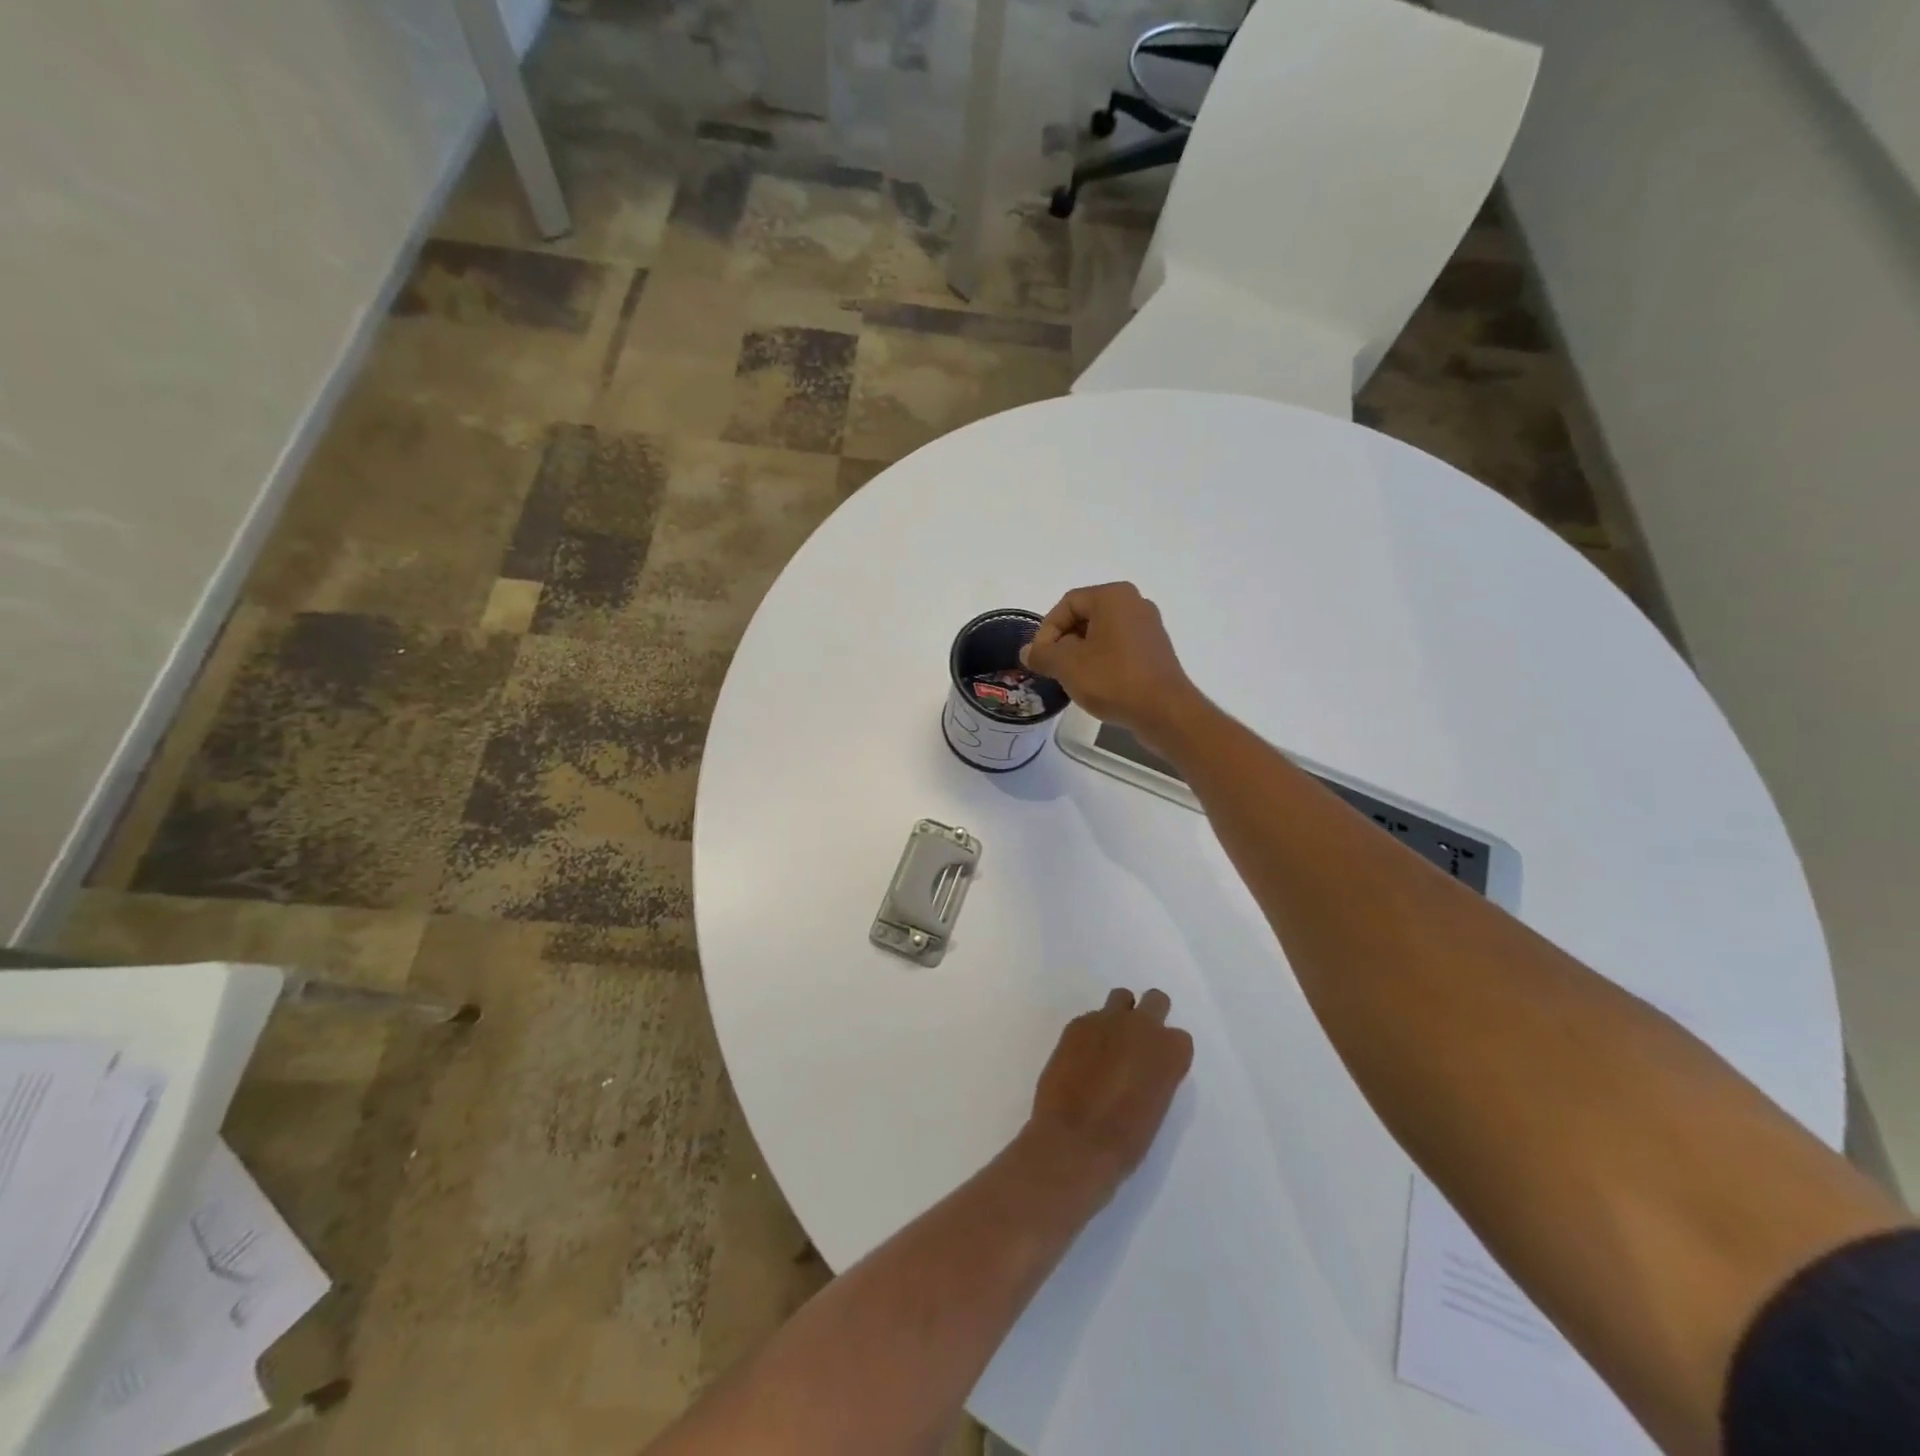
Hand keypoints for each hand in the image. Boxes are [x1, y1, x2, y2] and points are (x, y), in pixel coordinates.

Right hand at [1021, 582, 1204, 747]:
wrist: (1164, 712)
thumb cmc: (1112, 679)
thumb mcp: (1067, 665)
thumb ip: (1042, 654)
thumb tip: (1028, 652)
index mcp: (1113, 596)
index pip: (1067, 604)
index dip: (1046, 630)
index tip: (1040, 659)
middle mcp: (1134, 603)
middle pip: (1084, 616)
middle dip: (1063, 642)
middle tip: (1052, 669)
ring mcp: (1148, 627)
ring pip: (1101, 634)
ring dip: (1080, 653)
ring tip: (1071, 679)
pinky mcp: (1155, 650)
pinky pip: (1119, 648)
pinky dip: (1102, 661)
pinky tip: (1096, 684)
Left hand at [1026, 988, 1195, 1193]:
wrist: (1074, 1141)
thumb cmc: (1125, 1140)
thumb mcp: (1156, 1108)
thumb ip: (1156, 1076)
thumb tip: (1143, 1068)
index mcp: (1170, 1051)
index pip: (1179, 1038)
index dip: (1168, 1053)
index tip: (1158, 1068)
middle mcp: (1142, 1026)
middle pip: (1156, 1000)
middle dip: (1150, 1017)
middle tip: (1138, 1044)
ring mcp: (1107, 1020)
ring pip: (1121, 998)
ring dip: (1120, 1015)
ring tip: (1109, 1044)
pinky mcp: (1077, 1024)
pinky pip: (1091, 1018)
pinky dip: (1091, 1033)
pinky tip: (1081, 1058)